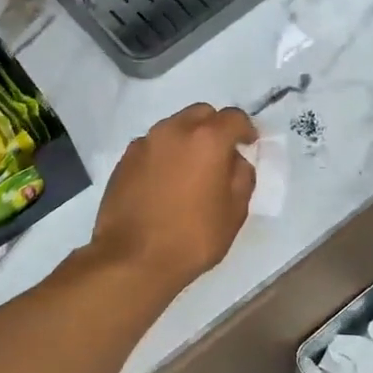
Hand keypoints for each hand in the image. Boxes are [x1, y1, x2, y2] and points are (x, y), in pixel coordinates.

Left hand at [91, 103, 256, 295]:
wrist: (132, 259)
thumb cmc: (192, 238)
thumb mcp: (234, 213)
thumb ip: (242, 178)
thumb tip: (236, 161)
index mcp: (207, 139)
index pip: (234, 118)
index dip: (246, 130)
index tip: (249, 145)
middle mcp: (174, 130)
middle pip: (201, 114)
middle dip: (215, 128)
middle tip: (220, 156)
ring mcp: (145, 143)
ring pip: (174, 127)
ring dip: (188, 140)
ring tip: (191, 171)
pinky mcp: (124, 160)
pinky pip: (153, 146)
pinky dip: (164, 155)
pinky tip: (166, 182)